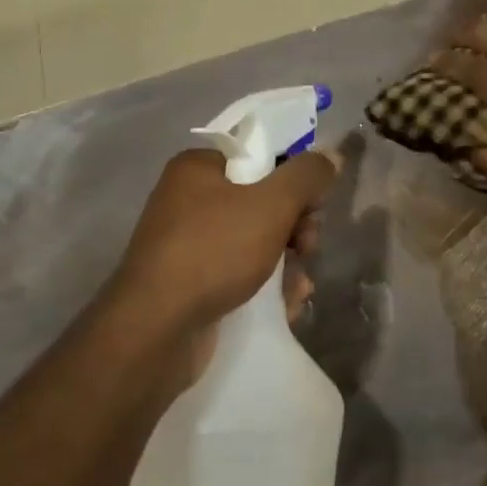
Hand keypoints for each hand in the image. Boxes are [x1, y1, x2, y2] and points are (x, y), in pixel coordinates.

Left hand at [109, 146, 338, 377]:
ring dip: (287, 264)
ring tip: (299, 288)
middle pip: (262, 201)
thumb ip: (306, 176)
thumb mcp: (270, 205)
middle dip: (295, 228)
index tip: (313, 206)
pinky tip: (285, 307)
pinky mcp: (192, 284)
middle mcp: (188, 200)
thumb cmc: (213, 251)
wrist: (155, 330)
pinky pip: (239, 274)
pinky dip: (265, 287)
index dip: (293, 179)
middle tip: (306, 249)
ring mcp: (188, 245)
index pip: (258, 157)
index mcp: (198, 168)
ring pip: (255, 242)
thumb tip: (331, 155)